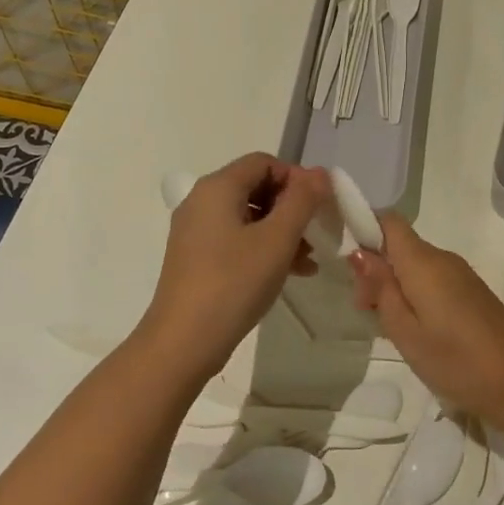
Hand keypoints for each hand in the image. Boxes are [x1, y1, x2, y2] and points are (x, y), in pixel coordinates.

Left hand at [144, 154, 330, 373]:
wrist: (183, 342)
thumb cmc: (234, 282)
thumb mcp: (277, 239)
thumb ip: (302, 201)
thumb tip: (320, 173)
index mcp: (218, 187)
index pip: (264, 162)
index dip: (296, 178)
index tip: (318, 207)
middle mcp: (201, 201)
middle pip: (256, 187)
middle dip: (291, 208)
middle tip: (316, 234)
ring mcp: (195, 231)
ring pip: (248, 217)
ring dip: (281, 231)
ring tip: (307, 261)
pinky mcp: (195, 258)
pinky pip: (236, 239)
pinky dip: (262, 248)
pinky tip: (287, 273)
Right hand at [349, 213, 503, 421]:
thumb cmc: (455, 360)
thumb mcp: (405, 331)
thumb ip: (381, 288)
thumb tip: (360, 253)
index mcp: (423, 262)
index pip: (388, 220)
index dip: (364, 229)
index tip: (349, 263)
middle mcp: (442, 258)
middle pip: (399, 245)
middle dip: (376, 269)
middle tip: (366, 312)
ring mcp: (461, 274)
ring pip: (415, 265)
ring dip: (394, 286)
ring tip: (389, 328)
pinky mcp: (471, 291)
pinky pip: (433, 279)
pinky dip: (415, 294)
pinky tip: (416, 330)